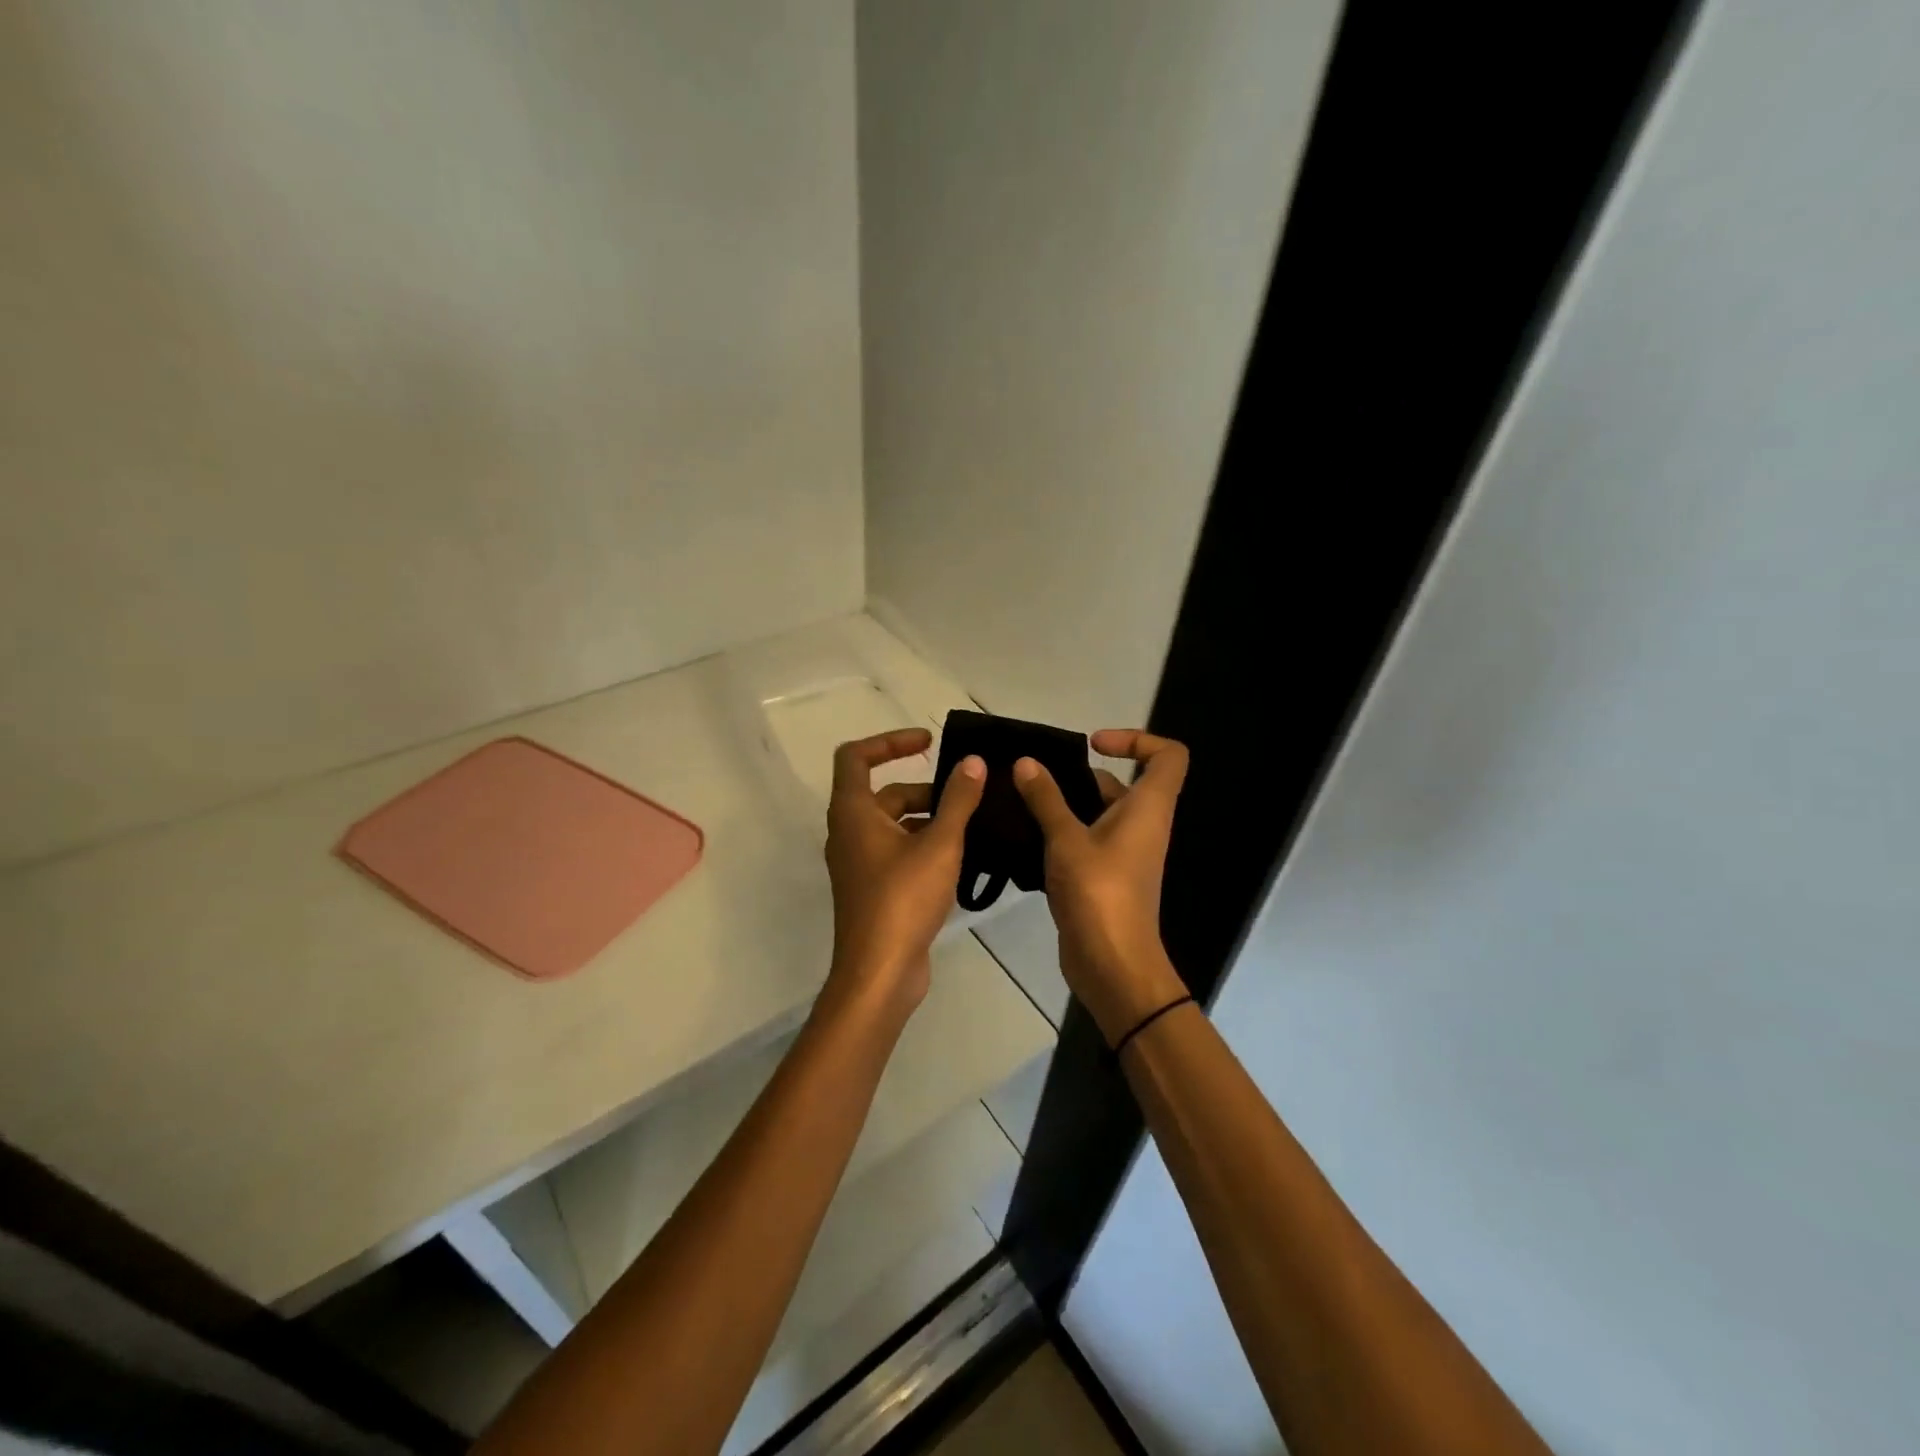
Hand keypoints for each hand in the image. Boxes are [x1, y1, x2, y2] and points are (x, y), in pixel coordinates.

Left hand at [822, 728, 985, 1016]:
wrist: (880, 973)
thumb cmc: (903, 899)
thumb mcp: (940, 844)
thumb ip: (958, 800)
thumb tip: (973, 762)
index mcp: (853, 812)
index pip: (856, 757)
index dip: (890, 741)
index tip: (928, 742)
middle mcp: (849, 832)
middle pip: (885, 793)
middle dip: (927, 790)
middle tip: (969, 798)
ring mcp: (860, 863)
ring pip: (895, 825)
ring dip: (930, 819)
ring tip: (974, 828)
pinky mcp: (873, 888)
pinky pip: (898, 852)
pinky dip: (924, 845)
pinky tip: (961, 859)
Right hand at [1013, 729, 1190, 1044]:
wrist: (1113, 965)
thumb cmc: (1099, 893)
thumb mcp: (1066, 840)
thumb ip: (1046, 799)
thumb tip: (1027, 762)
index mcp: (1148, 808)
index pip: (1168, 755)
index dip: (1137, 739)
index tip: (1093, 745)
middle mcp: (1143, 825)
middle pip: (1124, 783)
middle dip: (1081, 774)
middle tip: (1035, 776)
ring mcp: (1125, 853)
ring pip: (1100, 813)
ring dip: (1065, 804)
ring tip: (1021, 802)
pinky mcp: (1106, 877)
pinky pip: (1087, 840)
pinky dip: (1062, 833)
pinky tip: (1025, 836)